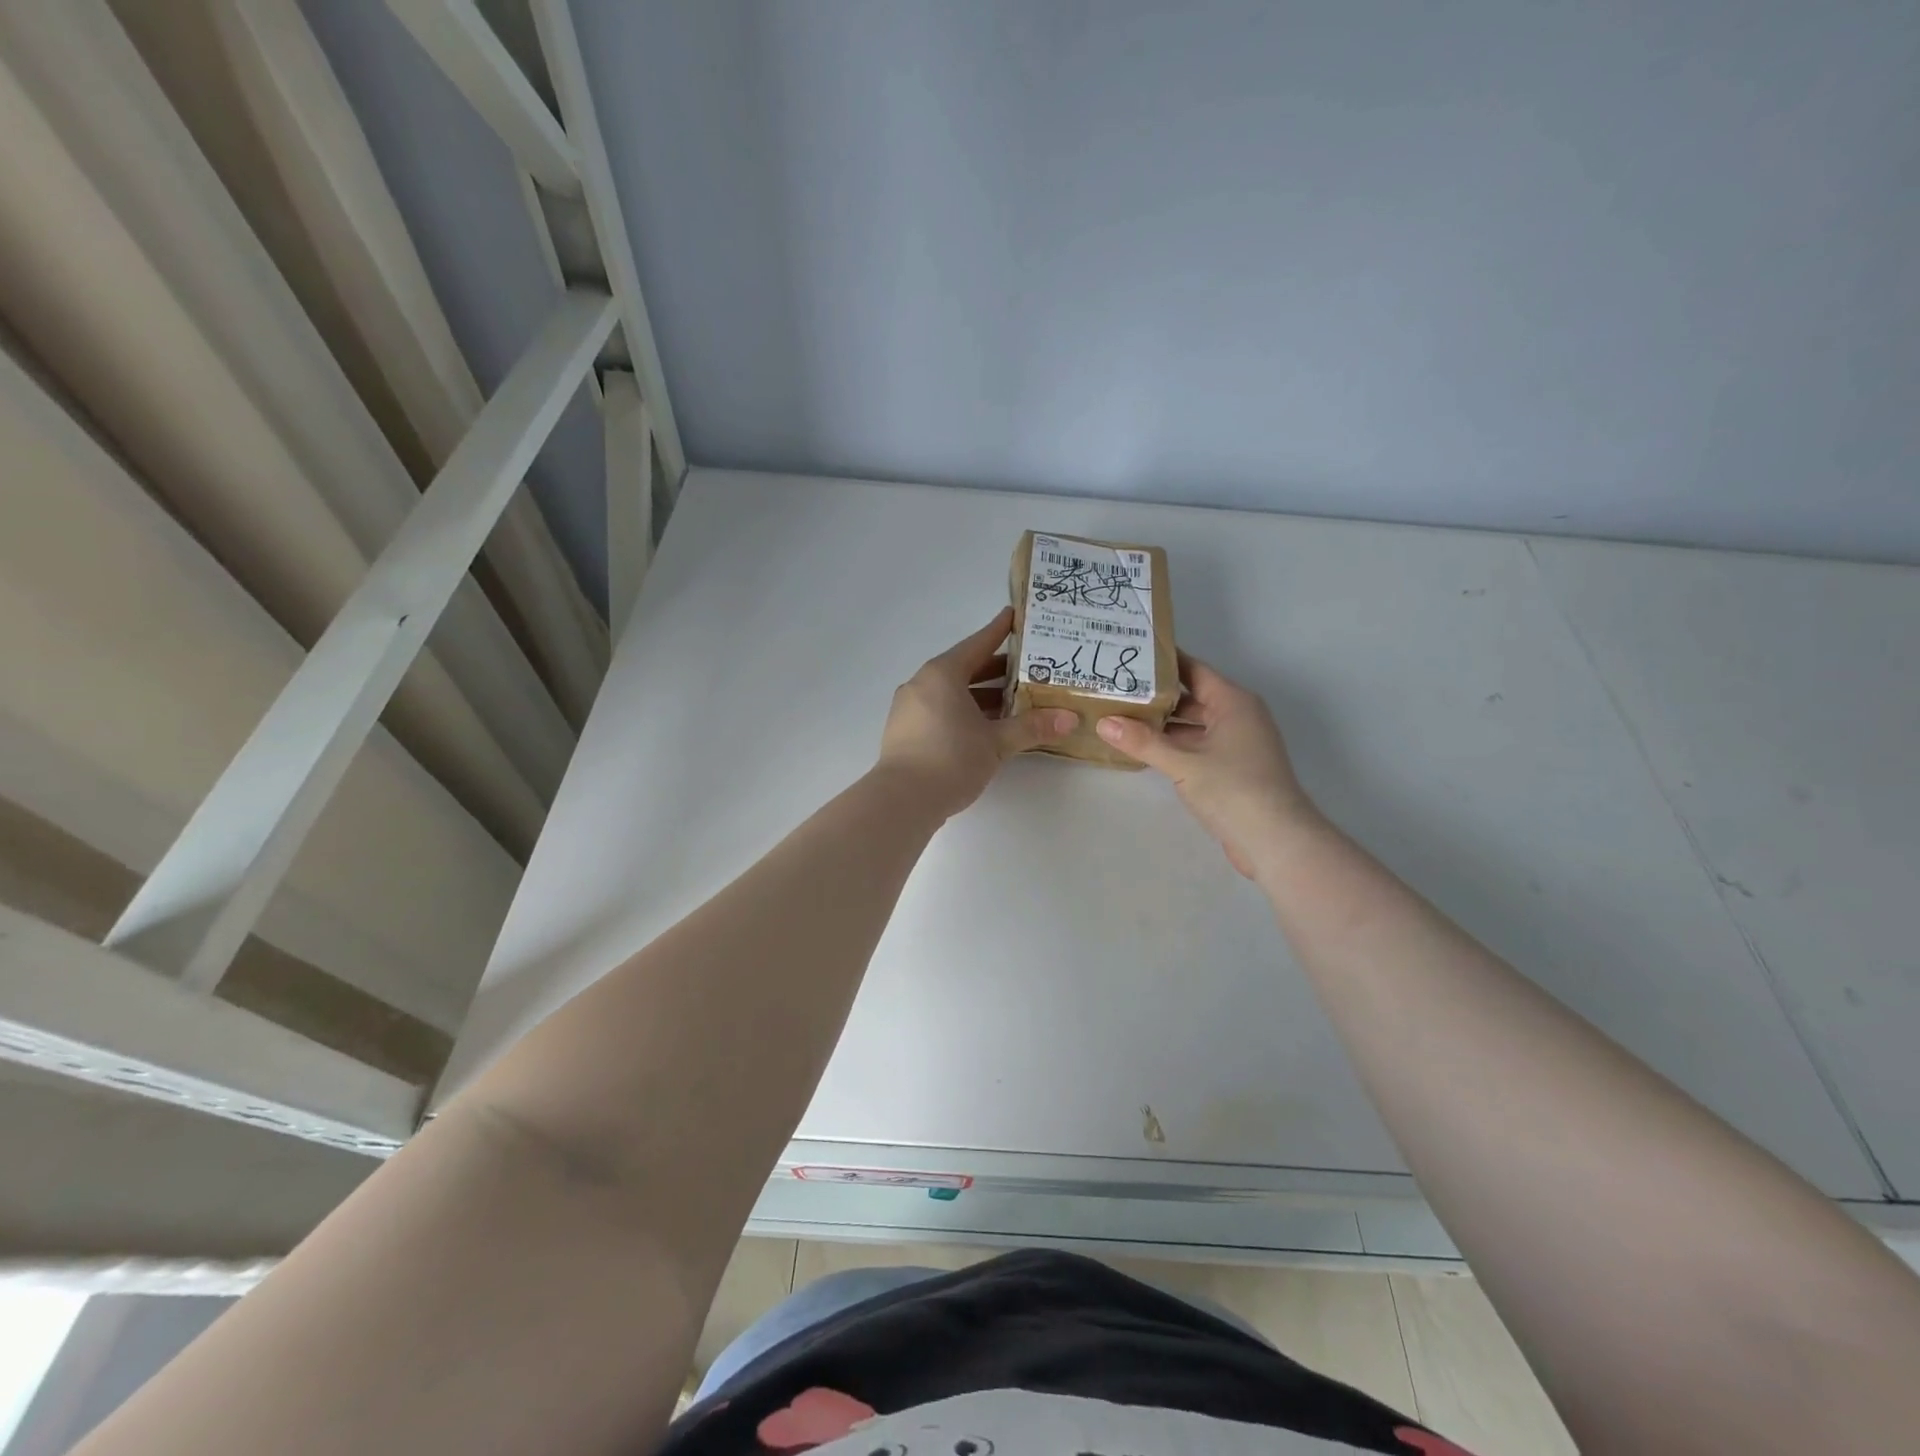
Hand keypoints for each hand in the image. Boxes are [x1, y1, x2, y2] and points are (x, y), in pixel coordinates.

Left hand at [878, 608, 1077, 818]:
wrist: (902, 800)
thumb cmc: (951, 759)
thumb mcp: (996, 743)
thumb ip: (1031, 727)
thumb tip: (1069, 719)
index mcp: (942, 674)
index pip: (977, 644)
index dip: (999, 631)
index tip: (1015, 617)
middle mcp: (922, 684)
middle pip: (964, 668)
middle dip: (996, 669)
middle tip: (1029, 667)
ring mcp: (910, 708)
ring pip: (952, 692)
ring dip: (981, 694)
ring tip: (1015, 700)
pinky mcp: (906, 731)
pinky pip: (940, 710)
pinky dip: (964, 711)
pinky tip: (986, 726)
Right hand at [1096, 655, 1321, 877]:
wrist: (1276, 840)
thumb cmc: (1234, 790)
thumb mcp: (1183, 764)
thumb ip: (1143, 742)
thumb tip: (1104, 722)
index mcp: (1233, 702)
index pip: (1193, 670)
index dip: (1163, 662)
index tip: (1130, 656)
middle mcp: (1238, 716)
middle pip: (1191, 697)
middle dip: (1156, 696)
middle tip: (1116, 689)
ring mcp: (1237, 744)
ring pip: (1193, 724)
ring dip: (1163, 724)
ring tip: (1122, 717)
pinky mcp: (1232, 768)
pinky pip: (1197, 746)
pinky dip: (1173, 745)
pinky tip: (1144, 749)